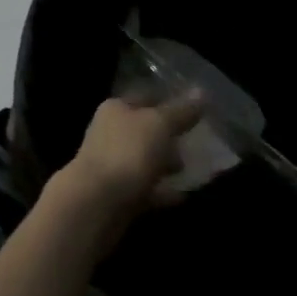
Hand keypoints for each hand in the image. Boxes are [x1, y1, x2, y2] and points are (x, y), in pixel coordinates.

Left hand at [44, 94, 203, 251]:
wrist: (96, 204)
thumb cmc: (127, 153)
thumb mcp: (158, 125)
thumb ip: (180, 111)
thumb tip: (201, 91)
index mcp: (116, 108)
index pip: (147, 97)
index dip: (170, 101)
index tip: (197, 110)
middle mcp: (111, 132)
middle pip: (146, 130)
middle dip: (171, 136)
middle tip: (199, 142)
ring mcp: (113, 164)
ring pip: (146, 159)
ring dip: (167, 164)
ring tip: (193, 169)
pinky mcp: (119, 194)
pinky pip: (146, 188)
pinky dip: (163, 191)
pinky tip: (184, 195)